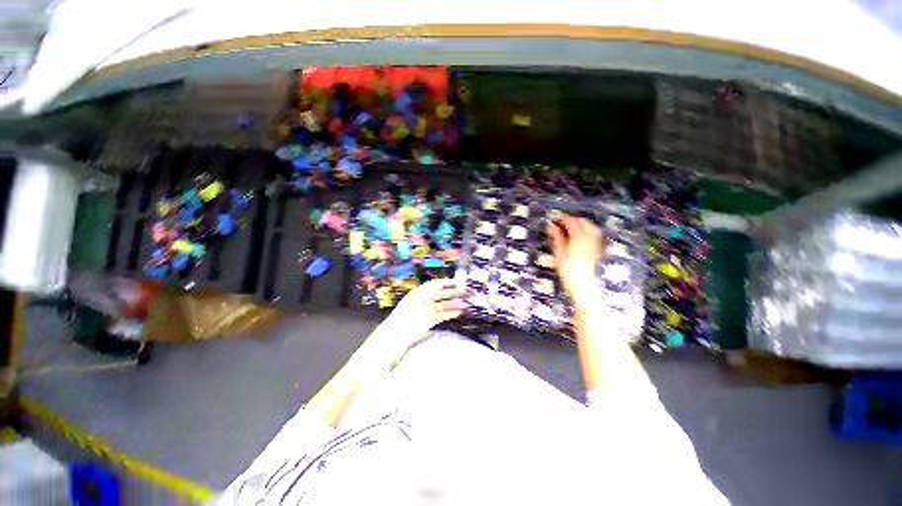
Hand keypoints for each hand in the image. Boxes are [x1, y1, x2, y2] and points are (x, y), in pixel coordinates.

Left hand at [384, 278, 464, 335]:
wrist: (397, 334)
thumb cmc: (405, 313)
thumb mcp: (416, 298)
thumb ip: (429, 290)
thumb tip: (440, 282)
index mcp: (420, 292)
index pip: (435, 284)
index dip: (446, 282)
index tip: (458, 282)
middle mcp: (425, 300)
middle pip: (440, 294)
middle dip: (451, 292)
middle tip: (463, 292)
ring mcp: (427, 311)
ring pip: (442, 305)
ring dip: (452, 304)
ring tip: (464, 304)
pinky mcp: (429, 321)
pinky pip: (442, 315)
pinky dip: (450, 313)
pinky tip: (458, 313)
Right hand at [546, 216, 603, 301]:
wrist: (582, 284)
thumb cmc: (567, 269)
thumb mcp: (558, 252)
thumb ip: (556, 236)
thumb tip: (551, 225)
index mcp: (578, 236)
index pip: (571, 221)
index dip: (562, 219)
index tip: (555, 218)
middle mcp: (589, 237)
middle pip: (583, 222)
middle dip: (573, 220)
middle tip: (562, 223)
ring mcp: (595, 243)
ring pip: (590, 227)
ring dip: (581, 224)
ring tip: (571, 228)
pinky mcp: (597, 249)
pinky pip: (594, 234)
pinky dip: (587, 231)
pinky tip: (580, 236)